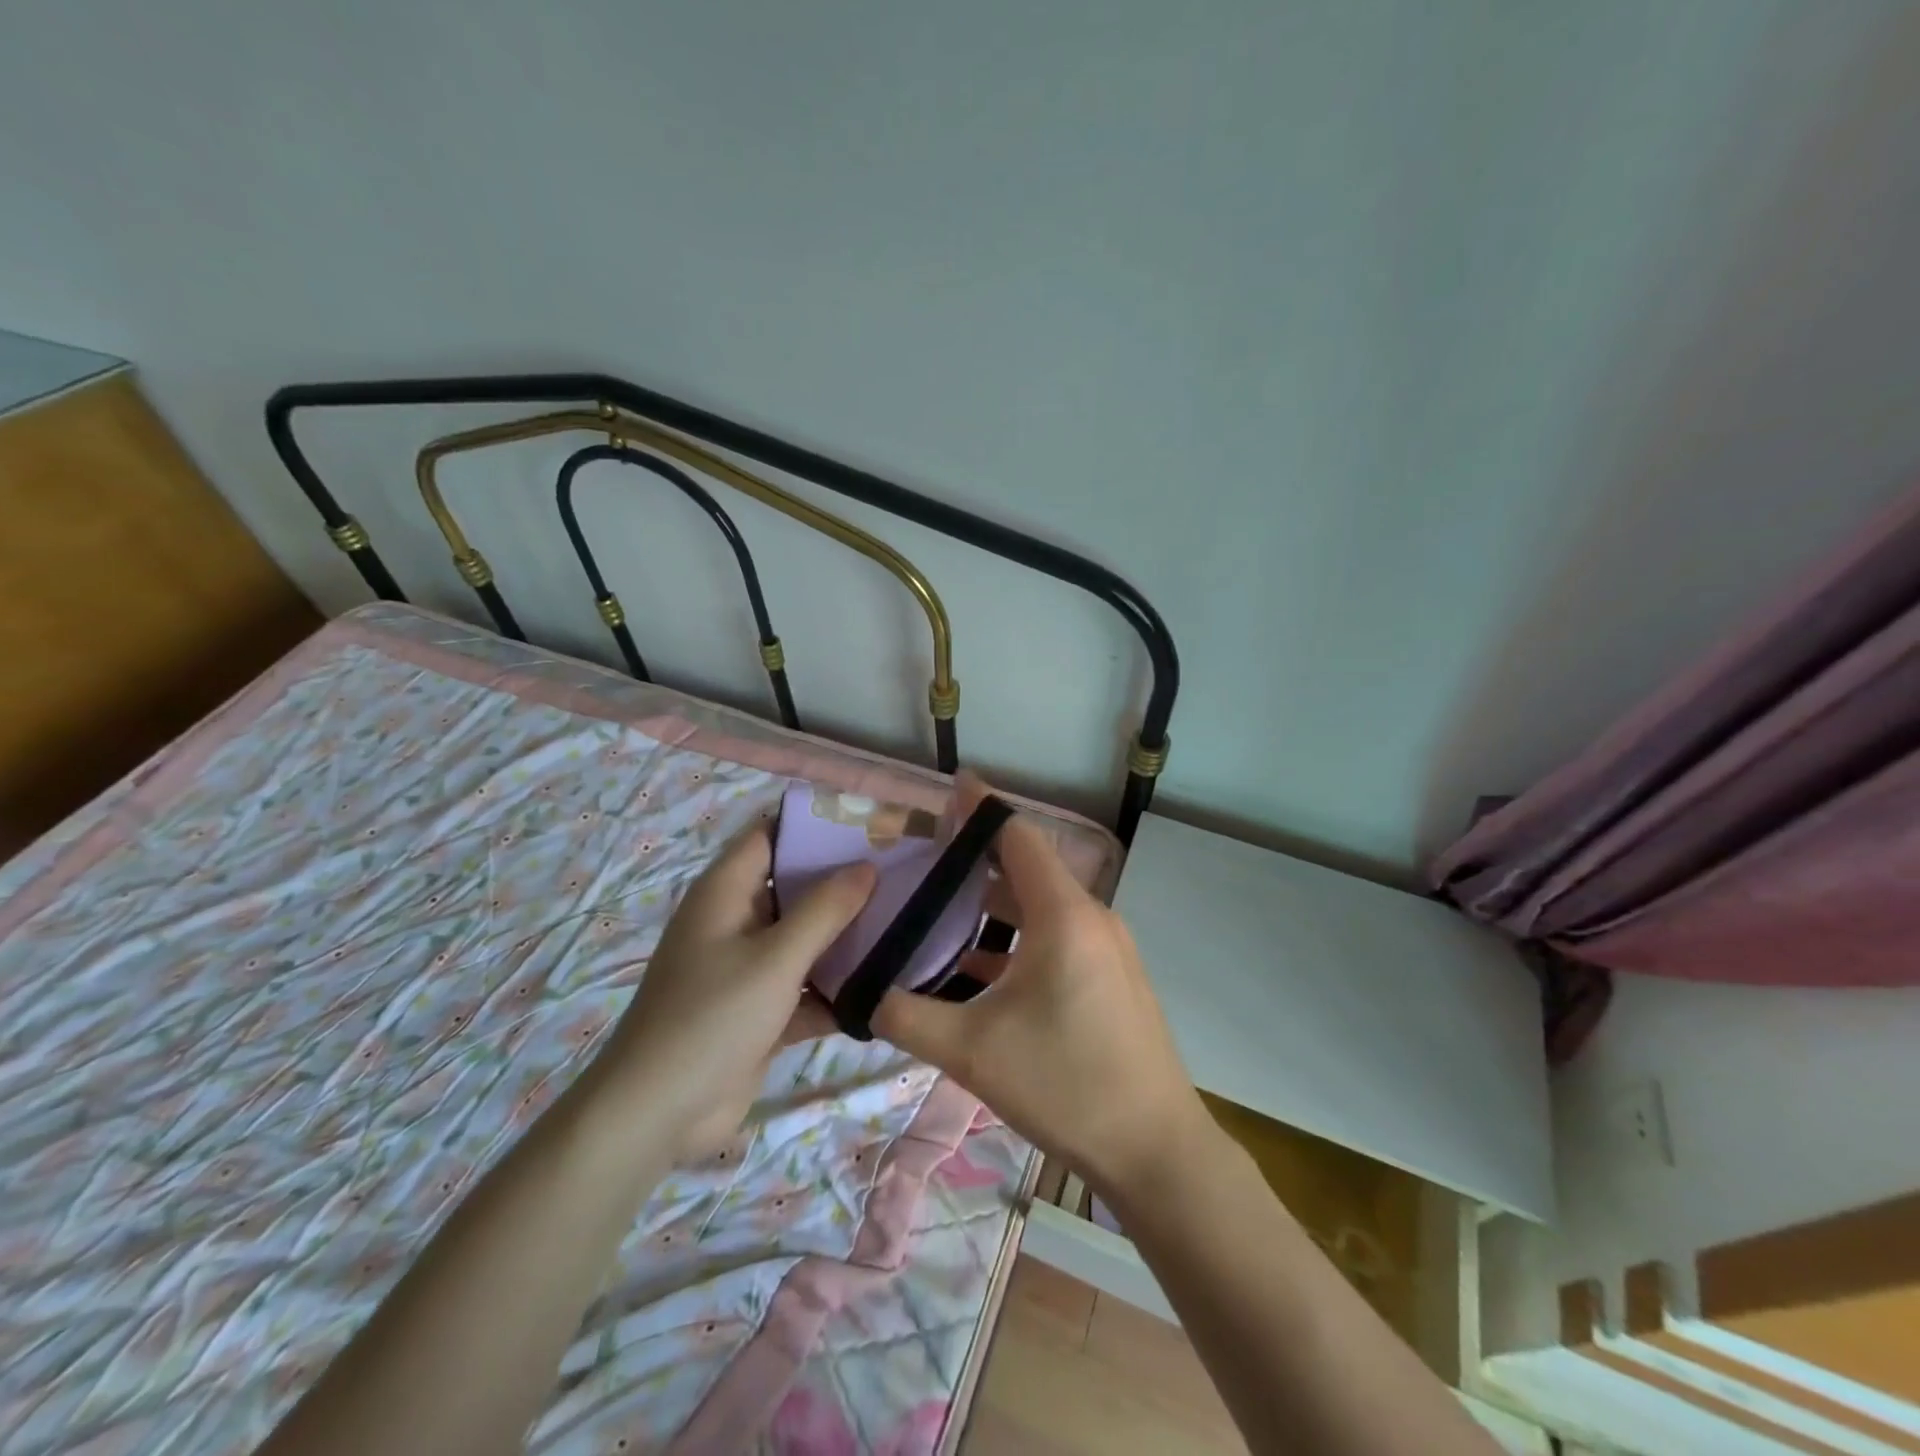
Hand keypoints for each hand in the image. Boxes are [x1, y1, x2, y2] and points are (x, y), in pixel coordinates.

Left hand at [586, 826, 875, 1160]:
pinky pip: (806, 985)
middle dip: (842, 881)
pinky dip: (836, 987)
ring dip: (845, 936)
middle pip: (795, 886)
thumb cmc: (713, 1016)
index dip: (813, 825)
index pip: (770, 836)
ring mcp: (748, 968)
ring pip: (805, 938)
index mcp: (727, 892)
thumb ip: (825, 910)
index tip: (867, 825)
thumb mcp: (776, 957)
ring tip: (904, 920)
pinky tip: (886, 986)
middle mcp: (737, 922)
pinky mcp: (761, 1010)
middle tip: (900, 872)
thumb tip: (866, 867)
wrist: (659, 1113)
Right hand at [872, 776, 1211, 1200]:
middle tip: (924, 857)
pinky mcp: (1111, 976)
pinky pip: (1056, 936)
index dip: (980, 809)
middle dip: (976, 858)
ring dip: (994, 903)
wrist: (1156, 1149)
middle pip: (1026, 868)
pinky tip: (978, 967)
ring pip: (1040, 906)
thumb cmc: (1065, 1086)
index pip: (1017, 836)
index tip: (947, 788)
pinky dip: (1016, 938)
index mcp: (1063, 915)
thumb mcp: (972, 1050)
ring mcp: (1107, 947)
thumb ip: (906, 1015)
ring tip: (941, 907)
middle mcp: (1090, 917)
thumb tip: (858, 993)